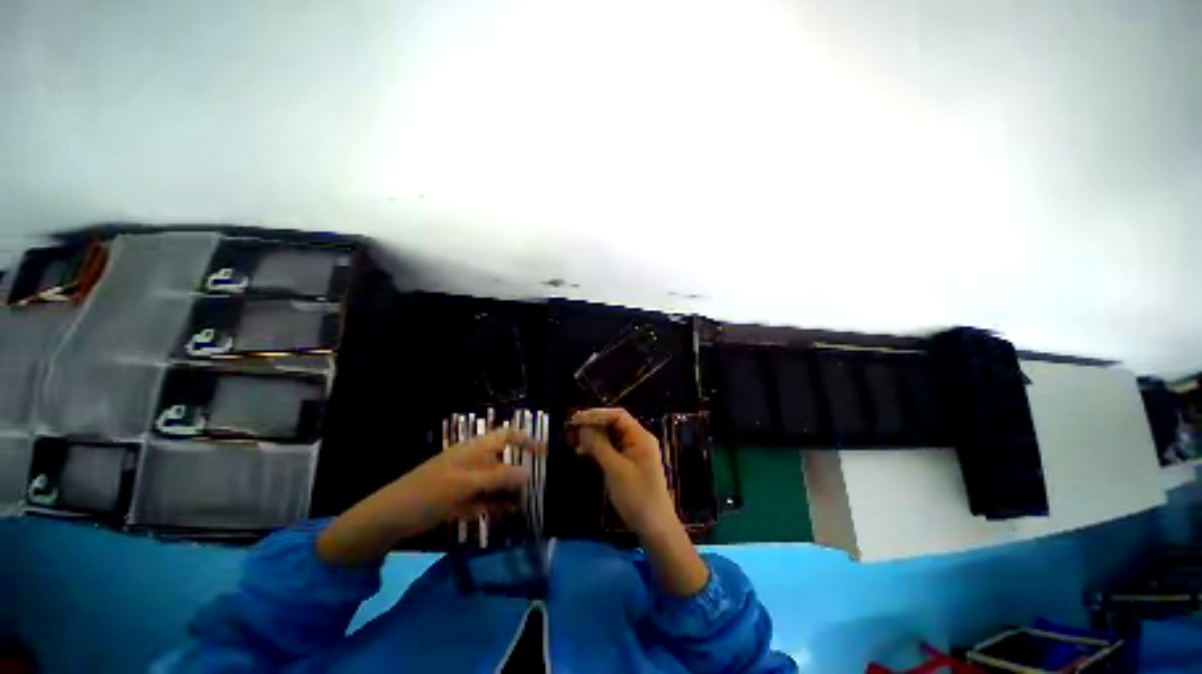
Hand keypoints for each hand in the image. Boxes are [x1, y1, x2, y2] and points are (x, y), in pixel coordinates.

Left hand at [317, 428, 535, 565]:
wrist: (390, 518)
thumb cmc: (430, 492)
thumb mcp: (467, 484)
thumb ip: (500, 478)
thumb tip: (530, 473)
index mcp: (476, 448)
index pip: (508, 435)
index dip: (528, 440)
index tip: (545, 453)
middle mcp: (475, 460)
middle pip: (506, 460)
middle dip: (522, 472)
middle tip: (538, 487)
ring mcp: (468, 480)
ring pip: (497, 482)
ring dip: (510, 492)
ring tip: (526, 505)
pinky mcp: (461, 497)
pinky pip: (485, 498)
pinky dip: (496, 505)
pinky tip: (506, 514)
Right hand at [570, 408, 708, 596]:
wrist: (655, 529)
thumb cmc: (637, 496)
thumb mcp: (615, 469)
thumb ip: (599, 446)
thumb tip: (582, 427)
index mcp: (640, 437)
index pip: (617, 415)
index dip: (596, 414)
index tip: (576, 419)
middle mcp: (638, 440)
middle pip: (614, 424)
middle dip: (593, 425)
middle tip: (571, 429)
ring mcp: (634, 452)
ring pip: (611, 437)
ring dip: (593, 437)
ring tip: (573, 441)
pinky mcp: (629, 464)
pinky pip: (612, 449)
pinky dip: (598, 449)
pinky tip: (583, 453)